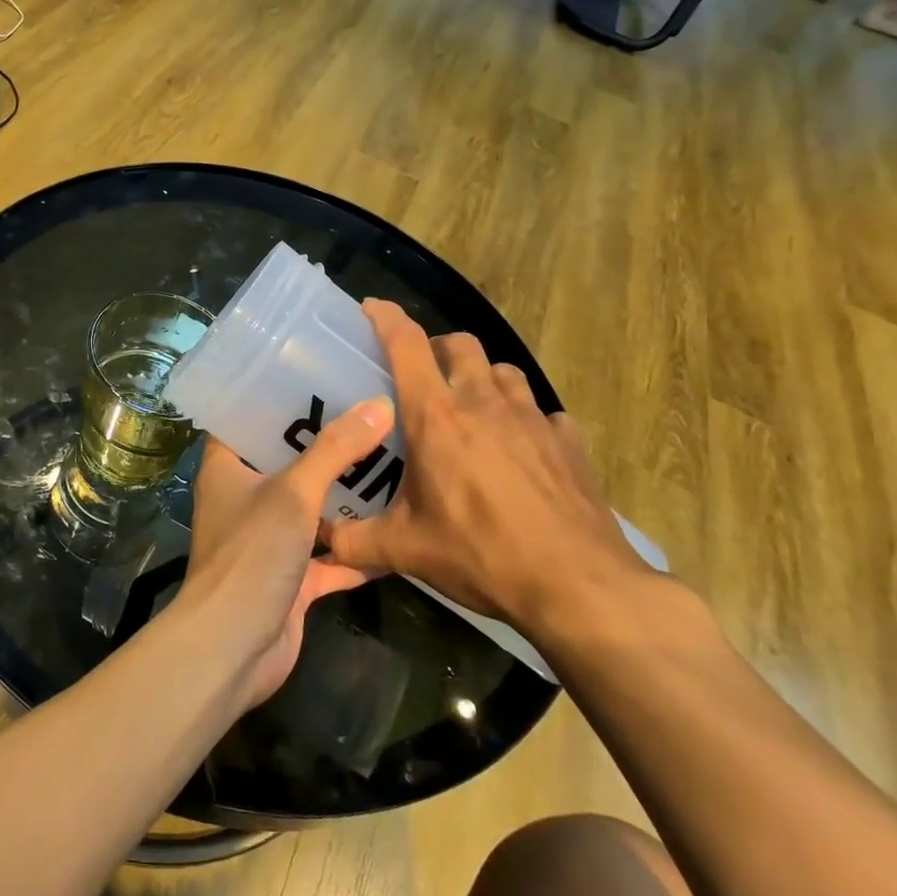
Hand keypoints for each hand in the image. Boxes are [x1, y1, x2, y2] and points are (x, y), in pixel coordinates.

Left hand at [179, 397, 392, 706]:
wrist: (233, 647)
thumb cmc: (251, 555)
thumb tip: (379, 405)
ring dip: (344, 496)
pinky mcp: (291, 578)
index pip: (244, 418)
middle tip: (369, 414)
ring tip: (391, 461)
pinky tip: (396, 532)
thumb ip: (335, 450)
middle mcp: (243, 498)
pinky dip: (357, 549)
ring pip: (310, 509)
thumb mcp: (294, 493)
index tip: (316, 375)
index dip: (274, 396)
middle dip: (324, 444)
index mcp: (227, 468)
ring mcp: (267, 540)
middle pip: (285, 461)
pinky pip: (329, 556)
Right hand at [326, 301, 650, 632]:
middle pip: (460, 344)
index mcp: (436, 417)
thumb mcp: (405, 550)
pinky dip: (526, 420)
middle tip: (423, 378)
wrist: (578, 586)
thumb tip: (318, 541)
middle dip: (438, 349)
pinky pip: (543, 413)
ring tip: (472, 410)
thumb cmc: (480, 555)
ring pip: (503, 370)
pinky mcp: (568, 442)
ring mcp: (532, 419)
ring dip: (482, 378)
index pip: (407, 345)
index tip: (371, 309)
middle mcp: (483, 403)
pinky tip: (521, 450)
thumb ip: (353, 541)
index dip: (386, 318)